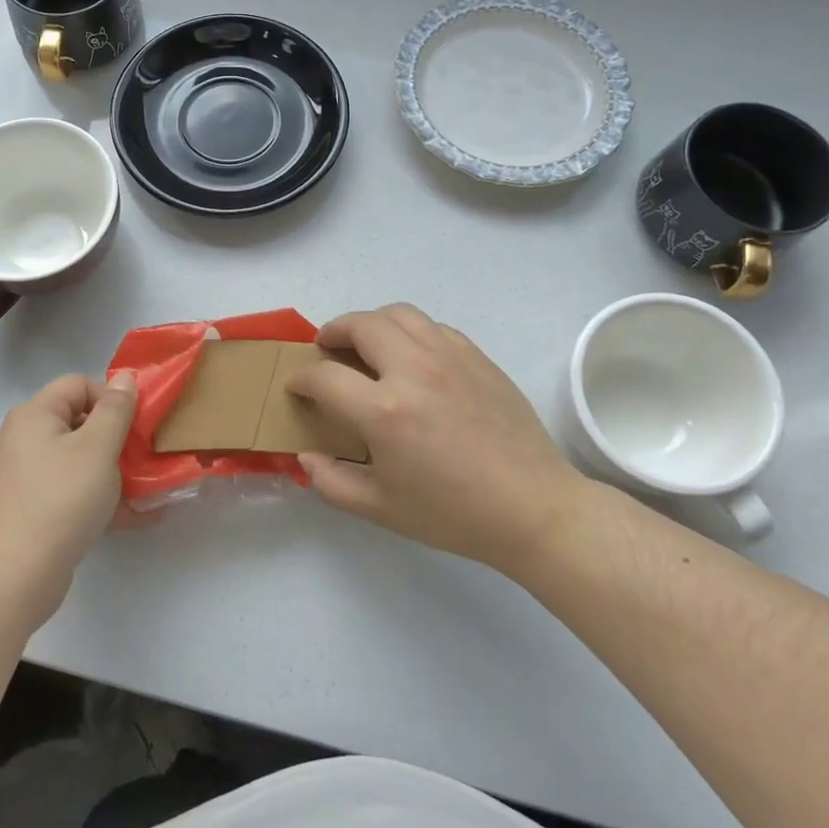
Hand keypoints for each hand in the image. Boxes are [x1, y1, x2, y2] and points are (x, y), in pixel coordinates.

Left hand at [0, 371, 141, 627]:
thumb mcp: (98, 448)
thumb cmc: (60, 500)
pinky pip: (73, 493)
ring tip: (149, 490)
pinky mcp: (32, 511)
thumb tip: (125, 377)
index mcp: (34, 416)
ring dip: (115, 472)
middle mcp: (25, 440)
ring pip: (80, 462)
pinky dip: (101, 500)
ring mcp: (26, 478)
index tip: (135, 426)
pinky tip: (136, 517)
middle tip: (145, 458)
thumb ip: (116, 410)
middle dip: (118, 439)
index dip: (111, 398)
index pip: (79, 385)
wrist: (14, 576)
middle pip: (80, 423)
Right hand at [284, 304, 612, 566]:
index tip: (297, 387)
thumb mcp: (380, 508)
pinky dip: (410, 332)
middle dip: (332, 332)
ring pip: (398, 313)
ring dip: (371, 323)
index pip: (324, 376)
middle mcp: (414, 370)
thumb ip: (330, 482)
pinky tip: (411, 357)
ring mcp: (450, 357)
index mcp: (384, 410)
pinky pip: (433, 326)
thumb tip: (305, 457)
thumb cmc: (452, 514)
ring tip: (366, 344)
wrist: (531, 507)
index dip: (301, 379)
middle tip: (326, 350)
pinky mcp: (477, 357)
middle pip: (359, 324)